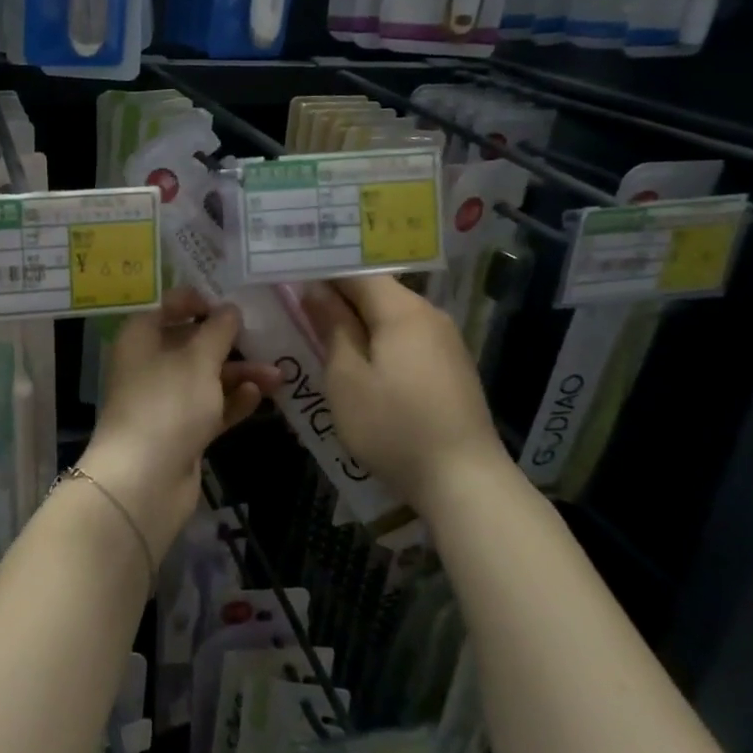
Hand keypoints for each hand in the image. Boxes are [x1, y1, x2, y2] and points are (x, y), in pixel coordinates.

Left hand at [86, 289, 281, 545]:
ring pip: (206, 377)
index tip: (233, 302)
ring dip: (240, 374)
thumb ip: (218, 331)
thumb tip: (229, 310)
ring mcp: (165, 400)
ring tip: (278, 376)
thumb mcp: (197, 360)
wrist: (143, 481)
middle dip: (229, 341)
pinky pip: (210, 407)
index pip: (168, 307)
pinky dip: (232, 401)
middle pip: (191, 343)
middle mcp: (149, 364)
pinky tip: (258, 395)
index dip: (198, 301)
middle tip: (266, 336)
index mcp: (141, 338)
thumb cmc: (167, 404)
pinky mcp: (181, 431)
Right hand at [302, 275, 508, 505]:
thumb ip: (331, 327)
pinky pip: (406, 337)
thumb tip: (315, 290)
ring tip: (321, 330)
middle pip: (376, 290)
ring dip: (356, 319)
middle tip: (296, 303)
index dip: (321, 270)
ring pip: (391, 315)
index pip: (356, 271)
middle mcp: (429, 315)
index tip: (288, 275)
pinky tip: (359, 358)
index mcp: (402, 310)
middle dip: (337, 295)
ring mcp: (444, 342)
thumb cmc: (394, 427)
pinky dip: (378, 339)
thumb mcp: (346, 378)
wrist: (464, 482)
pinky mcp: (450, 367)